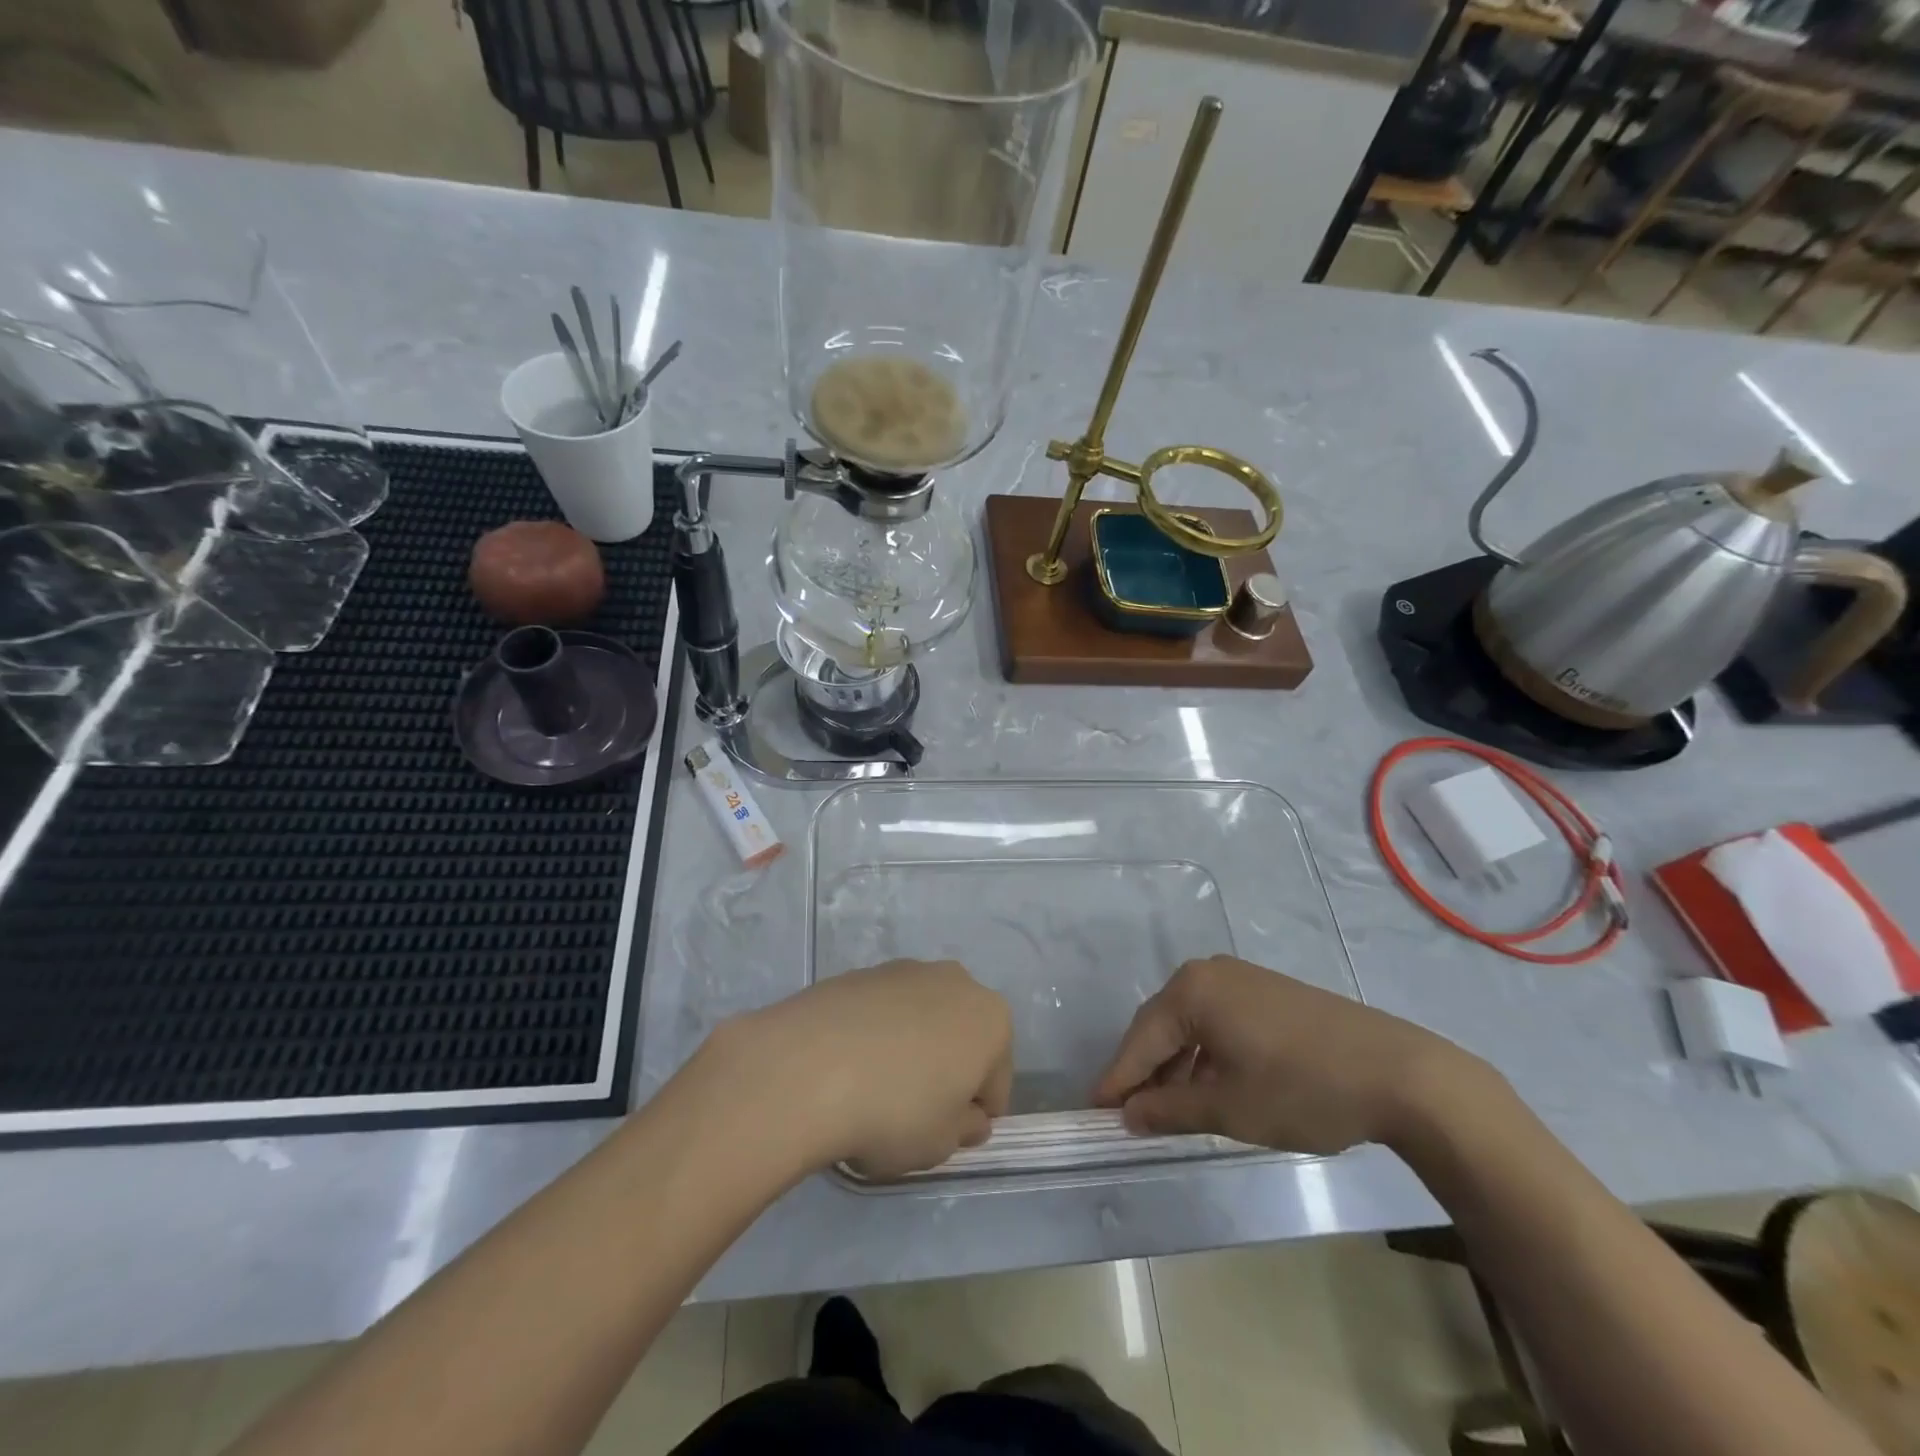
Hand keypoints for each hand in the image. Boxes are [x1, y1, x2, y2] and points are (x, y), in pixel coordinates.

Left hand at [720, 960, 1013, 1180]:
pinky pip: (880, 1012)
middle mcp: (955, 981)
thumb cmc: (894, 1112)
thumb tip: (968, 1116)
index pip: (997, 1079)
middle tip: (915, 1113)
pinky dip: (874, 1035)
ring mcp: (903, 970)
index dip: (976, 1114)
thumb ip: (966, 1128)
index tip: (949, 1137)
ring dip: (911, 1048)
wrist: (806, 1068)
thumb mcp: (942, 1143)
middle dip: (947, 1070)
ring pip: (921, 1019)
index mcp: (991, 1019)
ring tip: (874, 1089)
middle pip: (961, 1037)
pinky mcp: (858, 972)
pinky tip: (847, 1067)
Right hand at [1092, 956, 1473, 1155]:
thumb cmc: (1302, 1088)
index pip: (1141, 1038)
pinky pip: (1219, 1020)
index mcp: (1192, 990)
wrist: (1400, 1074)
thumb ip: (1170, 1108)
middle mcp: (1210, 973)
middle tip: (1129, 1114)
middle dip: (1146, 1071)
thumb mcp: (1229, 1108)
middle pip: (1163, 1025)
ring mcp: (1243, 979)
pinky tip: (1211, 1086)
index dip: (1118, 1079)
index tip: (1095, 1112)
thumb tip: (1128, 1113)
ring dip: (1177, 1065)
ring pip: (1192, 1024)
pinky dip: (1207, 1054)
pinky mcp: (1269, 992)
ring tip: (1169, 1108)